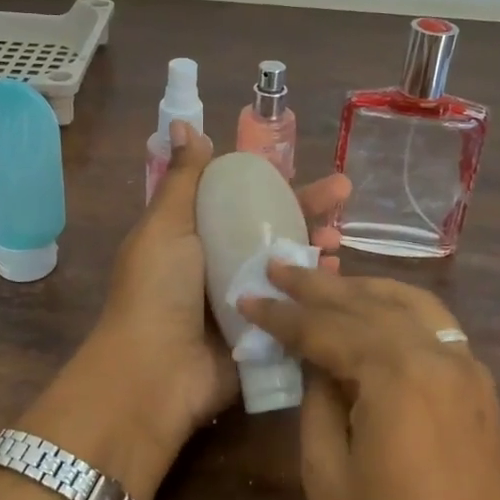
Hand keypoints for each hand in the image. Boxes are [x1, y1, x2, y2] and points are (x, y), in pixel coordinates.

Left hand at [90, 122, 351, 457]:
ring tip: (339, 237)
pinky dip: (314, 291)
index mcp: (193, 235)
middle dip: (307, 209)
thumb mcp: (166, 226)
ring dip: (314, 248)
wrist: (155, 373)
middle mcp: (218, 264)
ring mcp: (242, 301)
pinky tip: (336, 275)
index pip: (239, 198)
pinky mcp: (261, 334)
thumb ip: (183, 179)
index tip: (301, 167)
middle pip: (270, 229)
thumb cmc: (157, 290)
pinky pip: (293, 305)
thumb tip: (185, 125)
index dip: (270, 182)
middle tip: (344, 193)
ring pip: (286, 266)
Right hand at [240, 267, 499, 499]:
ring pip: (408, 304)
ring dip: (362, 289)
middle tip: (279, 264)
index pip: (325, 328)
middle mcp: (437, 355)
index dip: (281, 314)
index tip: (247, 294)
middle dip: (318, 285)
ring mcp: (467, 369)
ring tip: (324, 279)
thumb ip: (317, 401)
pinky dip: (398, 309)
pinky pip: (435, 327)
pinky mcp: (480, 389)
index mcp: (396, 374)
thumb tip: (316, 363)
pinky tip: (375, 313)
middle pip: (367, 304)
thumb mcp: (328, 474)